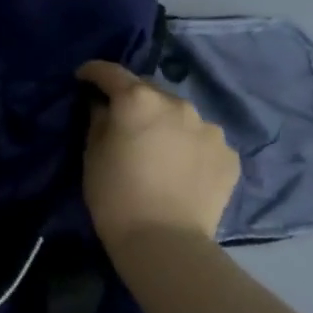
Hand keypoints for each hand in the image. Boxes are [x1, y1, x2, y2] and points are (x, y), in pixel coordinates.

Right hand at [77, 60, 239, 253]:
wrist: (164, 240)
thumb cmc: (114, 194)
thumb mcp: (92, 154)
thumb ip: (98, 120)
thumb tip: (103, 106)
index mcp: (138, 100)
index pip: (111, 73)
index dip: (93, 72)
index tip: (83, 79)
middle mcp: (177, 104)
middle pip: (149, 91)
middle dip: (134, 100)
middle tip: (122, 121)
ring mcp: (209, 128)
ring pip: (180, 116)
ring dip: (166, 123)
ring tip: (157, 148)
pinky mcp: (228, 154)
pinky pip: (202, 141)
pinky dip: (189, 147)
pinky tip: (181, 169)